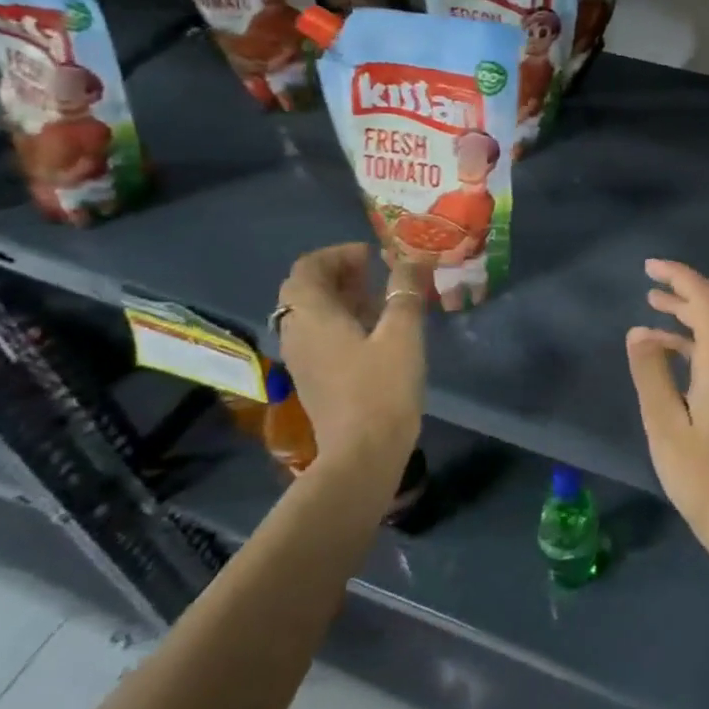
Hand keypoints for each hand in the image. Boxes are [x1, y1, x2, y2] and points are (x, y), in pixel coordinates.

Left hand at [275, 243, 426, 464]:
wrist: (362, 454)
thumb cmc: (382, 388)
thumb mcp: (402, 332)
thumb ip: (405, 291)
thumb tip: (411, 259)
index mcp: (312, 315)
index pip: (307, 267)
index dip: (337, 254)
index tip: (372, 256)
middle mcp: (297, 332)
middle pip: (305, 289)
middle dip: (337, 274)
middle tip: (374, 273)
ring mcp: (301, 359)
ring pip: (310, 313)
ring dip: (339, 298)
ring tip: (378, 299)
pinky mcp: (312, 378)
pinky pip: (317, 335)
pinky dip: (339, 321)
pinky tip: (373, 332)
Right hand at [627, 259, 708, 569]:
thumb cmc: (700, 474)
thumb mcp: (664, 425)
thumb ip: (650, 372)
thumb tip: (639, 332)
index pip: (707, 300)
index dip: (680, 277)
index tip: (650, 267)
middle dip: (685, 288)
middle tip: (649, 281)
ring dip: (689, 311)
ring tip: (652, 305)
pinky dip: (695, 337)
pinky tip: (666, 346)